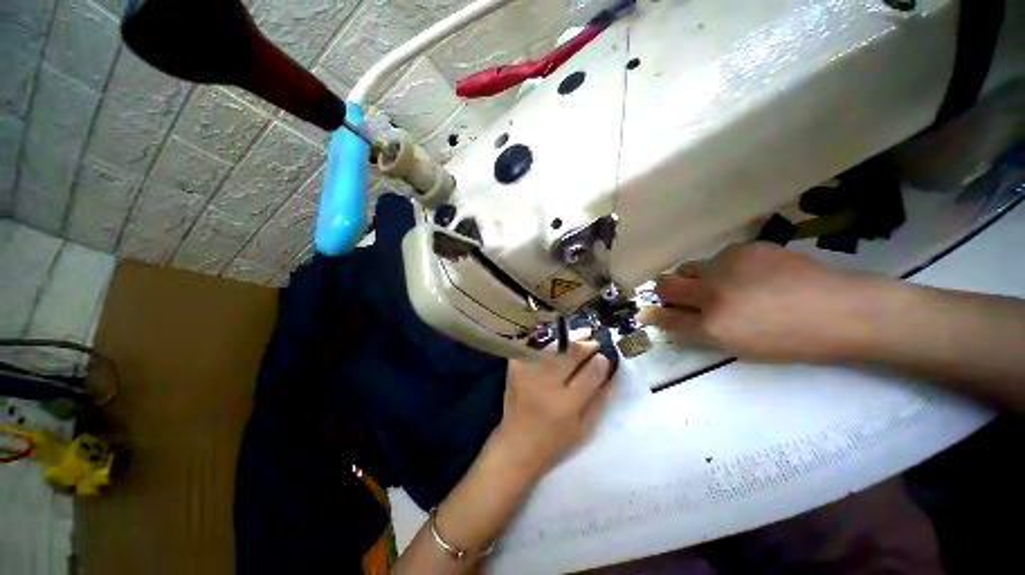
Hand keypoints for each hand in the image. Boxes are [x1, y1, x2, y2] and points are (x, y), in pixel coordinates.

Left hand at [490, 341, 612, 479]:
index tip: (605, 357)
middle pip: (570, 354)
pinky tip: (557, 340)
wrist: (516, 445)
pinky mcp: (515, 369)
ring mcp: (528, 374)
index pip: (590, 374)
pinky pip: (532, 347)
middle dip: (586, 345)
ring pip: (553, 347)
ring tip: (582, 333)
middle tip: (594, 341)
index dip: (600, 362)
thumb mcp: (583, 428)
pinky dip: (546, 342)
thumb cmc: (553, 442)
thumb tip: (608, 372)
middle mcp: (546, 385)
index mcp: (566, 404)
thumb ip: (598, 400)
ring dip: (570, 338)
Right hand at [640, 242, 877, 361]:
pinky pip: (717, 258)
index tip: (649, 312)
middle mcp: (711, 294)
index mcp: (712, 326)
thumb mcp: (738, 346)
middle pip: (664, 285)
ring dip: (694, 278)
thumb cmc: (789, 341)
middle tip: (676, 295)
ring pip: (689, 267)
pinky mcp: (743, 248)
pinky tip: (749, 275)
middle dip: (663, 291)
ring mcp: (726, 267)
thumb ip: (700, 330)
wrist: (839, 311)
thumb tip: (676, 317)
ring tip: (720, 284)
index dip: (653, 314)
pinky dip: (723, 268)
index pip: (664, 317)